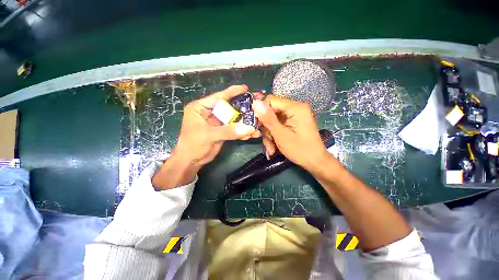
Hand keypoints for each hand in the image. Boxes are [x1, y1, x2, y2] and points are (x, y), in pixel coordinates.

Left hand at [153, 85, 260, 189]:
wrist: (191, 161)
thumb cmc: (192, 145)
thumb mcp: (209, 135)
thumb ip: (228, 131)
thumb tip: (249, 128)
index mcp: (201, 107)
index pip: (219, 97)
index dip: (233, 92)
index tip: (246, 88)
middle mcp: (210, 113)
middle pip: (230, 108)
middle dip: (243, 109)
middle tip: (257, 106)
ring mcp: (218, 122)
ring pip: (234, 119)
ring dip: (245, 122)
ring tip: (259, 122)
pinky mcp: (223, 131)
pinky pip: (235, 129)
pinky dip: (243, 132)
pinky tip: (252, 134)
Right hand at [252, 95, 331, 171]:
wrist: (315, 162)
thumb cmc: (300, 150)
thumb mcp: (281, 135)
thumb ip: (268, 119)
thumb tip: (255, 103)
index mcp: (295, 108)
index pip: (271, 100)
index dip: (261, 112)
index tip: (257, 126)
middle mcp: (295, 108)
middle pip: (271, 112)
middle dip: (266, 128)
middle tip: (267, 142)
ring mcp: (294, 116)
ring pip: (272, 121)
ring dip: (269, 135)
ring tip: (271, 149)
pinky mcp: (292, 123)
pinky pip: (277, 125)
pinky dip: (274, 136)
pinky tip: (274, 147)